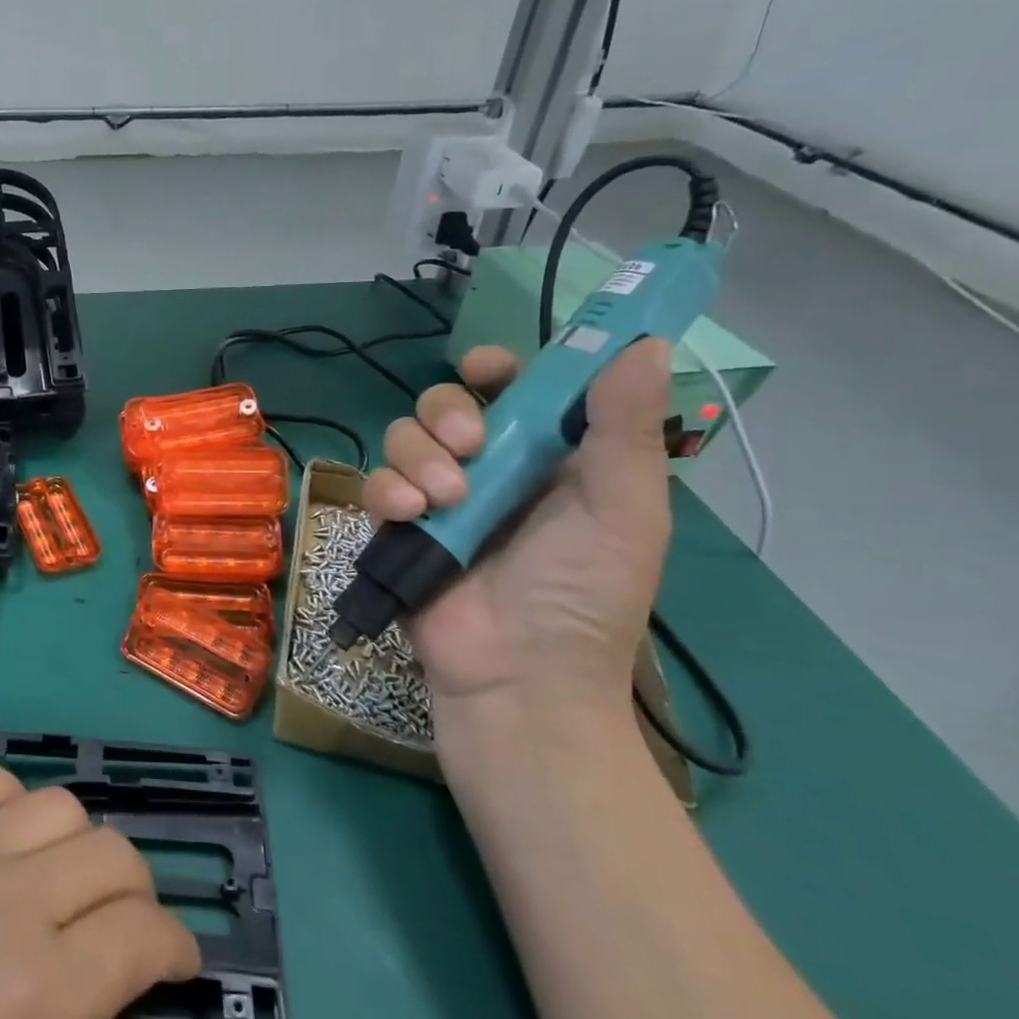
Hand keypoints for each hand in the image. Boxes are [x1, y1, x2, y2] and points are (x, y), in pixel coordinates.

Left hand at [0, 763, 199, 1018]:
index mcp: (43, 990)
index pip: (146, 935)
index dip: (177, 950)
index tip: (176, 970)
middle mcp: (11, 902)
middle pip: (114, 856)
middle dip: (138, 897)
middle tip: (123, 939)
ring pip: (59, 806)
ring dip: (81, 845)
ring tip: (66, 888)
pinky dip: (6, 798)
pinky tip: (2, 840)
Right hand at [360, 339, 674, 764]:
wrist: (520, 676)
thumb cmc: (584, 594)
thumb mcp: (622, 510)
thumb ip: (624, 428)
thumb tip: (643, 342)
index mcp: (547, 458)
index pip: (514, 390)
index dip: (497, 369)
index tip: (486, 369)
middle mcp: (488, 468)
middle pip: (445, 404)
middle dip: (449, 413)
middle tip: (471, 446)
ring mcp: (437, 497)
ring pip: (403, 437)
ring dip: (419, 456)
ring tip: (445, 498)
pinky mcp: (397, 526)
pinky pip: (375, 483)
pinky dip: (387, 489)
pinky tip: (410, 514)